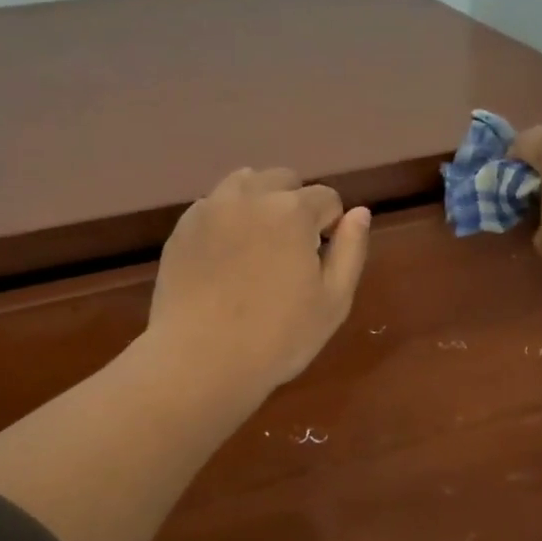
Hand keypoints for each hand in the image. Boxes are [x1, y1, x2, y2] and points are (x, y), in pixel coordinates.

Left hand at [146, 167, 371, 395]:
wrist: (200, 360)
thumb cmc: (278, 338)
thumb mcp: (333, 302)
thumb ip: (351, 250)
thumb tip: (359, 213)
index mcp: (292, 211)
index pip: (327, 198)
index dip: (330, 227)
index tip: (321, 260)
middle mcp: (249, 196)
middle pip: (283, 180)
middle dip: (295, 206)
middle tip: (291, 252)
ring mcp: (210, 209)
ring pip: (243, 184)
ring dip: (259, 203)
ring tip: (258, 246)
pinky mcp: (182, 229)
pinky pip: (213, 206)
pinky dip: (227, 220)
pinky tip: (226, 259)